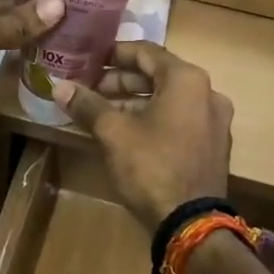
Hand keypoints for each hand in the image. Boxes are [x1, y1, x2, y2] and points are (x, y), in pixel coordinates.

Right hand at [53, 43, 233, 228]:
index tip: (90, 57)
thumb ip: (87, 105)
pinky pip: (179, 120)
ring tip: (102, 112)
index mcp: (187, 80)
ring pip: (168, 100)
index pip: (146, 52)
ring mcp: (214, 121)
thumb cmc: (151, 167)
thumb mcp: (113, 133)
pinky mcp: (212, 146)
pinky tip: (127, 133)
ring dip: (135, 102)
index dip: (115, 53)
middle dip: (122, 81)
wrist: (190, 221)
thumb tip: (59, 86)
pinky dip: (153, 119)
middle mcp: (208, 93)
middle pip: (158, 76)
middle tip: (90, 89)